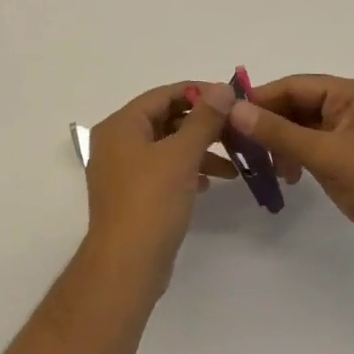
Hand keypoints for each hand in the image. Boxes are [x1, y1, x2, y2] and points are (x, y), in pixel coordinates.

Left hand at [84, 82, 235, 288]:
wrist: (126, 265)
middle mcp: (116, 143)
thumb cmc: (151, 202)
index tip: (231, 97)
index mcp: (121, 125)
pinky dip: (186, 171)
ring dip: (198, 151)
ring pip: (166, 147)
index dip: (198, 92)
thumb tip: (222, 88)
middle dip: (202, 125)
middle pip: (164, 120)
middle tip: (236, 130)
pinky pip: (162, 171)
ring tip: (232, 165)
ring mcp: (122, 171)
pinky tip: (210, 184)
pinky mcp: (132, 195)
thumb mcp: (181, 156)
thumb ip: (204, 119)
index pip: (162, 95)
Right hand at [228, 75, 353, 266]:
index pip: (296, 85)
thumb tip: (234, 110)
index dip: (262, 98)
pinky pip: (314, 144)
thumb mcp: (323, 155)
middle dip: (271, 123)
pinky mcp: (352, 154)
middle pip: (299, 104)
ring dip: (282, 142)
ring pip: (304, 126)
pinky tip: (289, 175)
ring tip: (269, 167)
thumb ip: (277, 132)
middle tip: (242, 144)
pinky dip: (296, 155)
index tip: (230, 115)